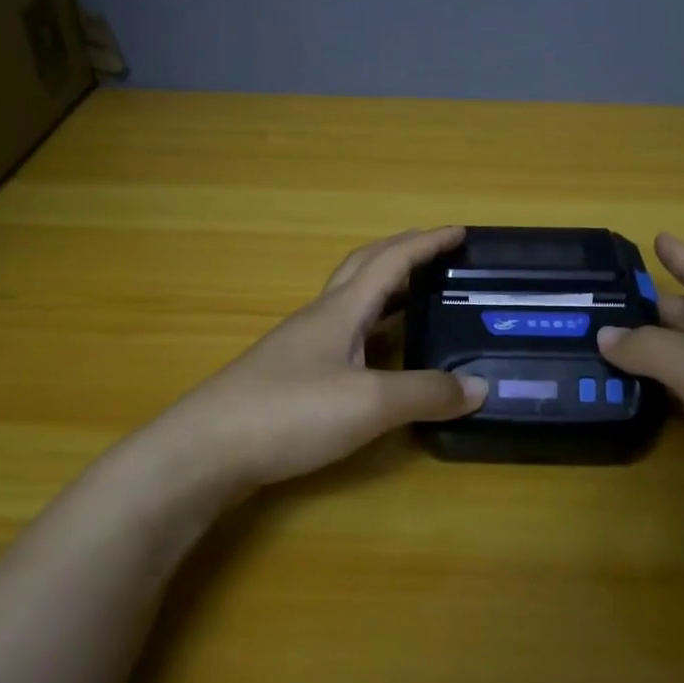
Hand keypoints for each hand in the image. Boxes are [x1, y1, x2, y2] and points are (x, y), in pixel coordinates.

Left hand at [144, 227, 486, 497]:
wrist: (205, 450)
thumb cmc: (289, 412)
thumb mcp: (369, 404)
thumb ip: (425, 394)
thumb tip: (479, 388)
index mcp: (341, 310)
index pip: (390, 261)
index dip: (426, 243)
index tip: (460, 231)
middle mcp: (320, 318)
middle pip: (363, 269)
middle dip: (403, 254)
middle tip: (438, 255)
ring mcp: (300, 346)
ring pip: (351, 302)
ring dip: (386, 290)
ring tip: (419, 299)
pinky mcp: (289, 376)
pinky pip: (342, 335)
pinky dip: (371, 329)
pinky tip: (377, 355)